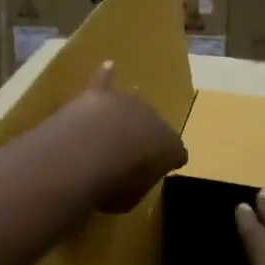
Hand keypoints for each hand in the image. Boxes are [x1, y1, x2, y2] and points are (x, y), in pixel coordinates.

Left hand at [66, 63, 186, 213]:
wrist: (88, 152)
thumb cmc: (114, 184)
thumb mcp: (130, 197)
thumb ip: (134, 186)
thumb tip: (128, 182)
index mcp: (170, 147)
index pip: (176, 152)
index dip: (169, 160)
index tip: (164, 168)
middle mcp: (154, 119)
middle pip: (152, 126)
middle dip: (144, 136)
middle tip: (130, 154)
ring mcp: (126, 104)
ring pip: (130, 106)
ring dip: (126, 114)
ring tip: (120, 123)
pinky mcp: (98, 96)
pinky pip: (104, 82)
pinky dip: (106, 76)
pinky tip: (108, 66)